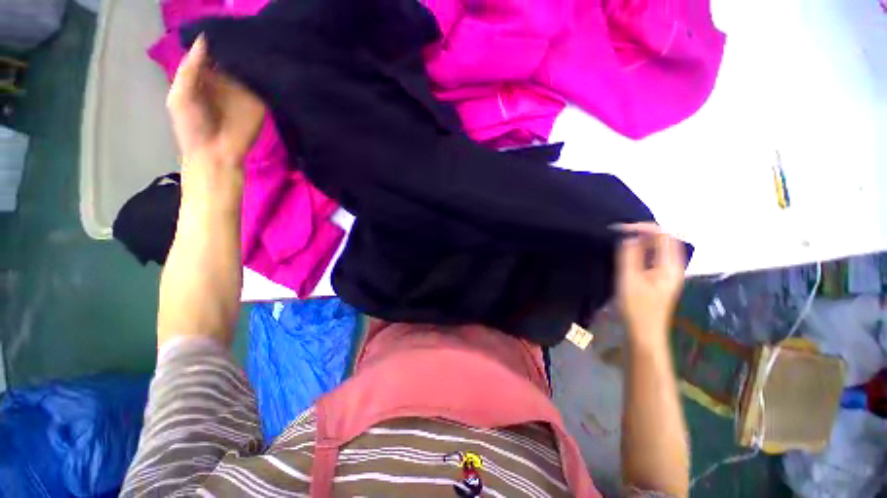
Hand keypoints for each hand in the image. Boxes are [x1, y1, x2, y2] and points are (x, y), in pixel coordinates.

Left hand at [167, 36, 263, 208]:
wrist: (216, 154)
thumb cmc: (191, 127)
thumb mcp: (181, 95)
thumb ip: (190, 69)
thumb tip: (205, 39)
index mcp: (204, 75)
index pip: (213, 51)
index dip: (219, 38)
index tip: (228, 23)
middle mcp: (226, 79)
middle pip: (234, 56)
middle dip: (240, 44)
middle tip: (248, 29)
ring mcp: (244, 91)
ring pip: (250, 68)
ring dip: (255, 57)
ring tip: (261, 39)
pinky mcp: (260, 102)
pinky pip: (264, 85)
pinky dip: (268, 75)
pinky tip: (271, 62)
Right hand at [615, 223, 685, 346]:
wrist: (643, 332)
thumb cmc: (636, 307)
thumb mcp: (629, 279)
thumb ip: (630, 256)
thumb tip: (629, 237)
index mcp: (669, 266)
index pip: (663, 236)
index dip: (643, 228)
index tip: (621, 229)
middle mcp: (673, 267)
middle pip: (664, 240)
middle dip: (643, 232)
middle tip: (620, 233)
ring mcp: (667, 273)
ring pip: (658, 248)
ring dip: (642, 241)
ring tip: (622, 241)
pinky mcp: (659, 279)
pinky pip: (653, 257)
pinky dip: (642, 251)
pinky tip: (628, 255)